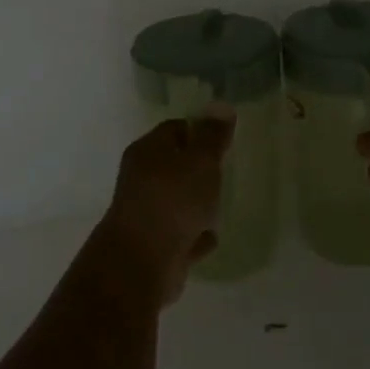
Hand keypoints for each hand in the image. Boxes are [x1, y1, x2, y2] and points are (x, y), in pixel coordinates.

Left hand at [101, 109, 235, 303]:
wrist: (142, 263)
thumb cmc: (173, 201)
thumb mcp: (200, 161)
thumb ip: (212, 136)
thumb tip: (221, 105)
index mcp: (148, 151)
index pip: (175, 129)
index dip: (200, 130)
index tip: (225, 139)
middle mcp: (142, 179)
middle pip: (174, 165)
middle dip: (199, 168)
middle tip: (227, 169)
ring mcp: (147, 213)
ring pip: (177, 201)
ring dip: (196, 203)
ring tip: (222, 202)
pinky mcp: (155, 245)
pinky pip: (181, 234)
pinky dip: (194, 234)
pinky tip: (211, 236)